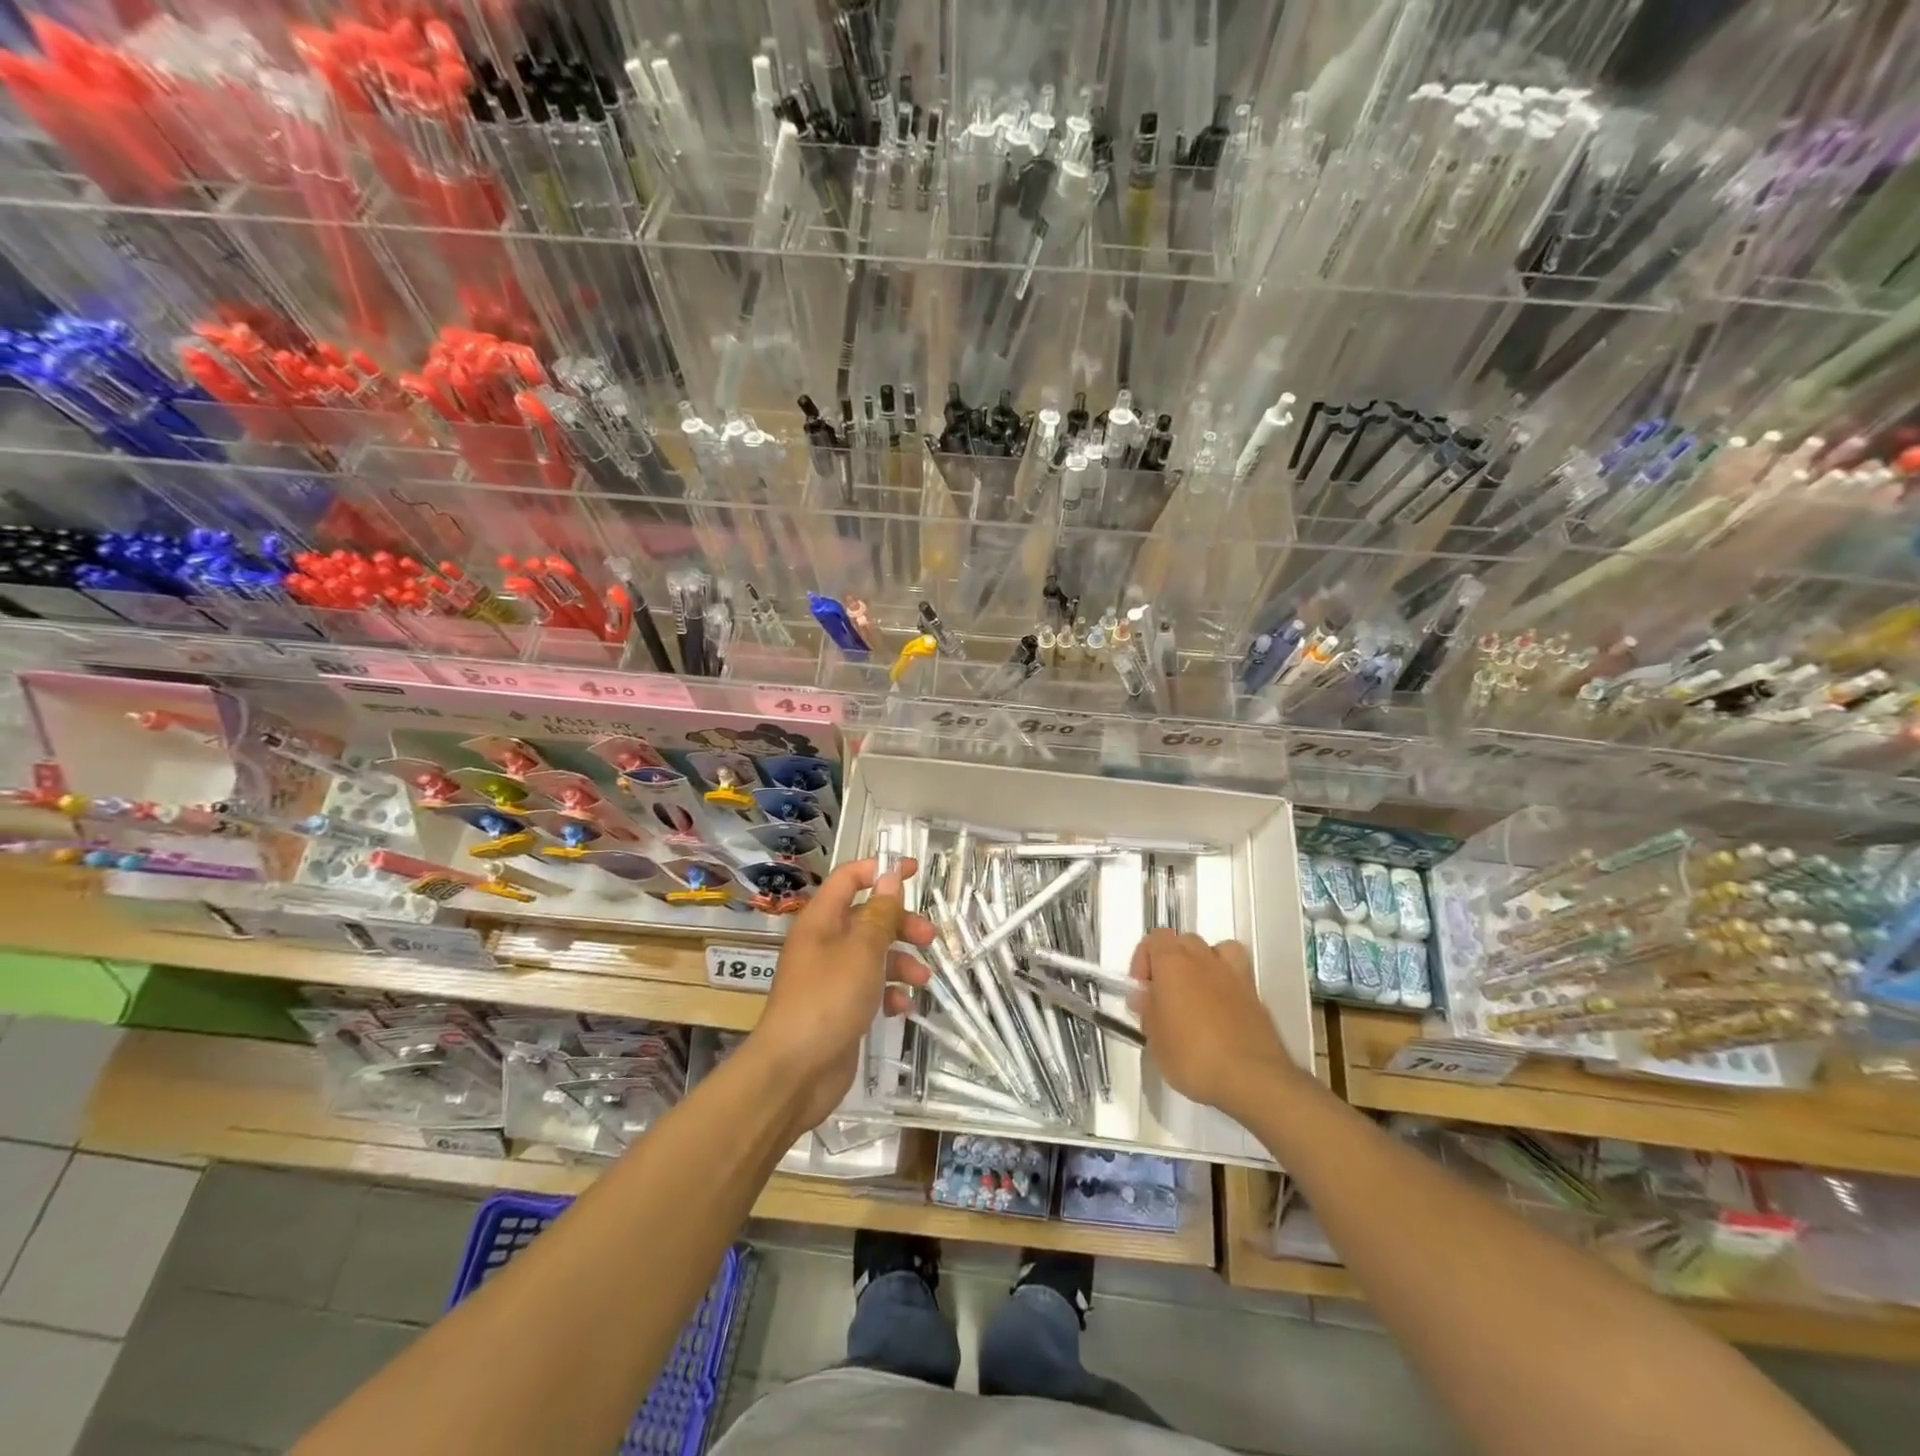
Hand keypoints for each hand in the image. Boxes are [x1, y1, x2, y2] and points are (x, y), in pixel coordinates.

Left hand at [750, 857, 932, 1134]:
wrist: (795, 1072)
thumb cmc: (828, 999)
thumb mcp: (862, 950)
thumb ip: (880, 913)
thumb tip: (889, 877)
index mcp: (821, 920)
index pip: (849, 879)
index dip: (879, 870)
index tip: (913, 870)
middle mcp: (824, 943)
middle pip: (867, 917)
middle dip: (900, 924)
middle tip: (930, 937)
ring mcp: (831, 977)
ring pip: (873, 954)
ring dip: (901, 961)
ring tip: (924, 979)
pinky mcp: (839, 1007)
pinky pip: (870, 988)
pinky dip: (889, 992)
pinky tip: (902, 1007)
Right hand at [1131, 930, 1296, 1117]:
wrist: (1252, 1078)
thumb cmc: (1192, 1055)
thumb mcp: (1155, 1039)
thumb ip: (1148, 1010)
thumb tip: (1145, 996)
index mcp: (1173, 963)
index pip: (1155, 938)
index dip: (1143, 960)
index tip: (1142, 989)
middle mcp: (1204, 959)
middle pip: (1185, 941)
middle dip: (1172, 961)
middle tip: (1166, 995)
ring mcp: (1234, 975)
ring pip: (1217, 950)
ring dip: (1204, 964)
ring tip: (1197, 993)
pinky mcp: (1256, 997)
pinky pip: (1237, 975)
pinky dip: (1227, 984)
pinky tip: (1221, 1011)